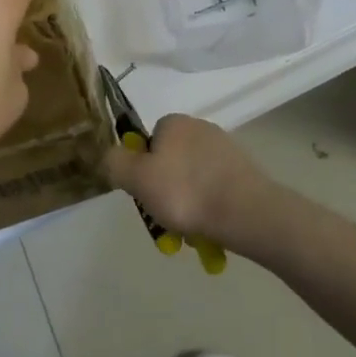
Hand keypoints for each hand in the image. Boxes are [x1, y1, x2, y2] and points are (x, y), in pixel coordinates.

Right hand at [103, 114, 277, 248]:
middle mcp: (200, 127)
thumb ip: (116, 163)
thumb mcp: (137, 178)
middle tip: (166, 221)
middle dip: (166, 192)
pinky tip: (210, 229)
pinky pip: (215, 190)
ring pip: (193, 180)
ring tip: (188, 233)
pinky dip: (209, 208)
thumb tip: (109, 156)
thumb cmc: (185, 192)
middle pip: (171, 162)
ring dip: (187, 205)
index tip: (146, 194)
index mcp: (174, 122)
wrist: (246, 211)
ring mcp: (225, 148)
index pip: (149, 142)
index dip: (143, 169)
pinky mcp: (243, 171)